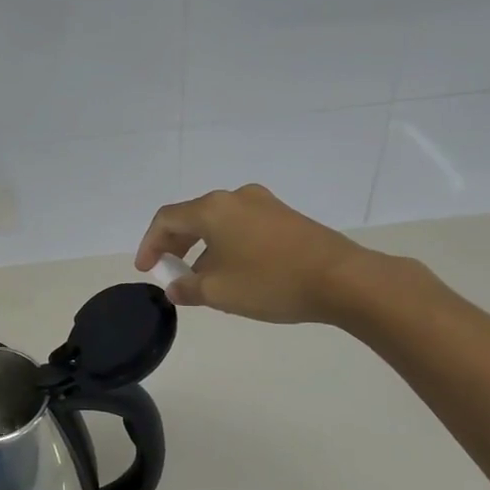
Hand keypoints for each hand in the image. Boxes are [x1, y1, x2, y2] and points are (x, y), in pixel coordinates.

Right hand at [135, 184, 383, 324]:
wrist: (343, 279)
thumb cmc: (270, 282)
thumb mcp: (219, 292)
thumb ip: (188, 289)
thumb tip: (175, 288)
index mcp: (213, 208)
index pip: (166, 219)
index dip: (150, 244)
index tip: (146, 269)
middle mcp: (236, 197)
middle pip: (192, 216)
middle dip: (175, 244)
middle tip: (170, 270)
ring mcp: (265, 204)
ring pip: (219, 222)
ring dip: (203, 247)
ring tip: (202, 278)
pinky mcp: (286, 217)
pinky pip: (243, 226)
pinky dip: (227, 245)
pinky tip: (235, 271)